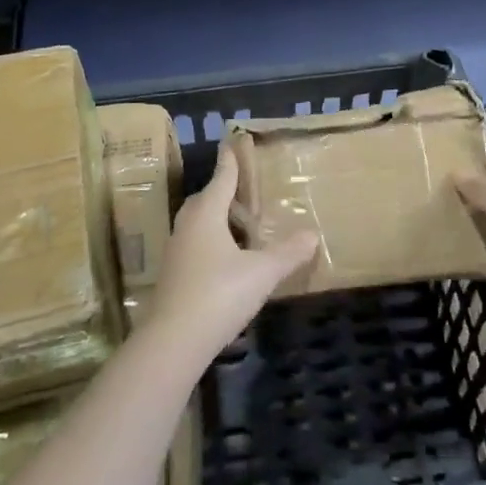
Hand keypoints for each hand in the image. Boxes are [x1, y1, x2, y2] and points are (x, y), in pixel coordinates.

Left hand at [149, 144, 318, 360]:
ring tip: (240, 224)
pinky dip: (211, 242)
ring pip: (198, 223)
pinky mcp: (173, 275)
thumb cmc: (219, 294)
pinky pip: (195, 245)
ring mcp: (176, 252)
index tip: (232, 143)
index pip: (221, 178)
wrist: (173, 341)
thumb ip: (288, 253)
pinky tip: (227, 259)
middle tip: (243, 189)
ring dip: (216, 218)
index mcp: (206, 214)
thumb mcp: (261, 273)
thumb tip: (312, 234)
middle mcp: (187, 226)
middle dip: (222, 191)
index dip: (230, 161)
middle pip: (205, 199)